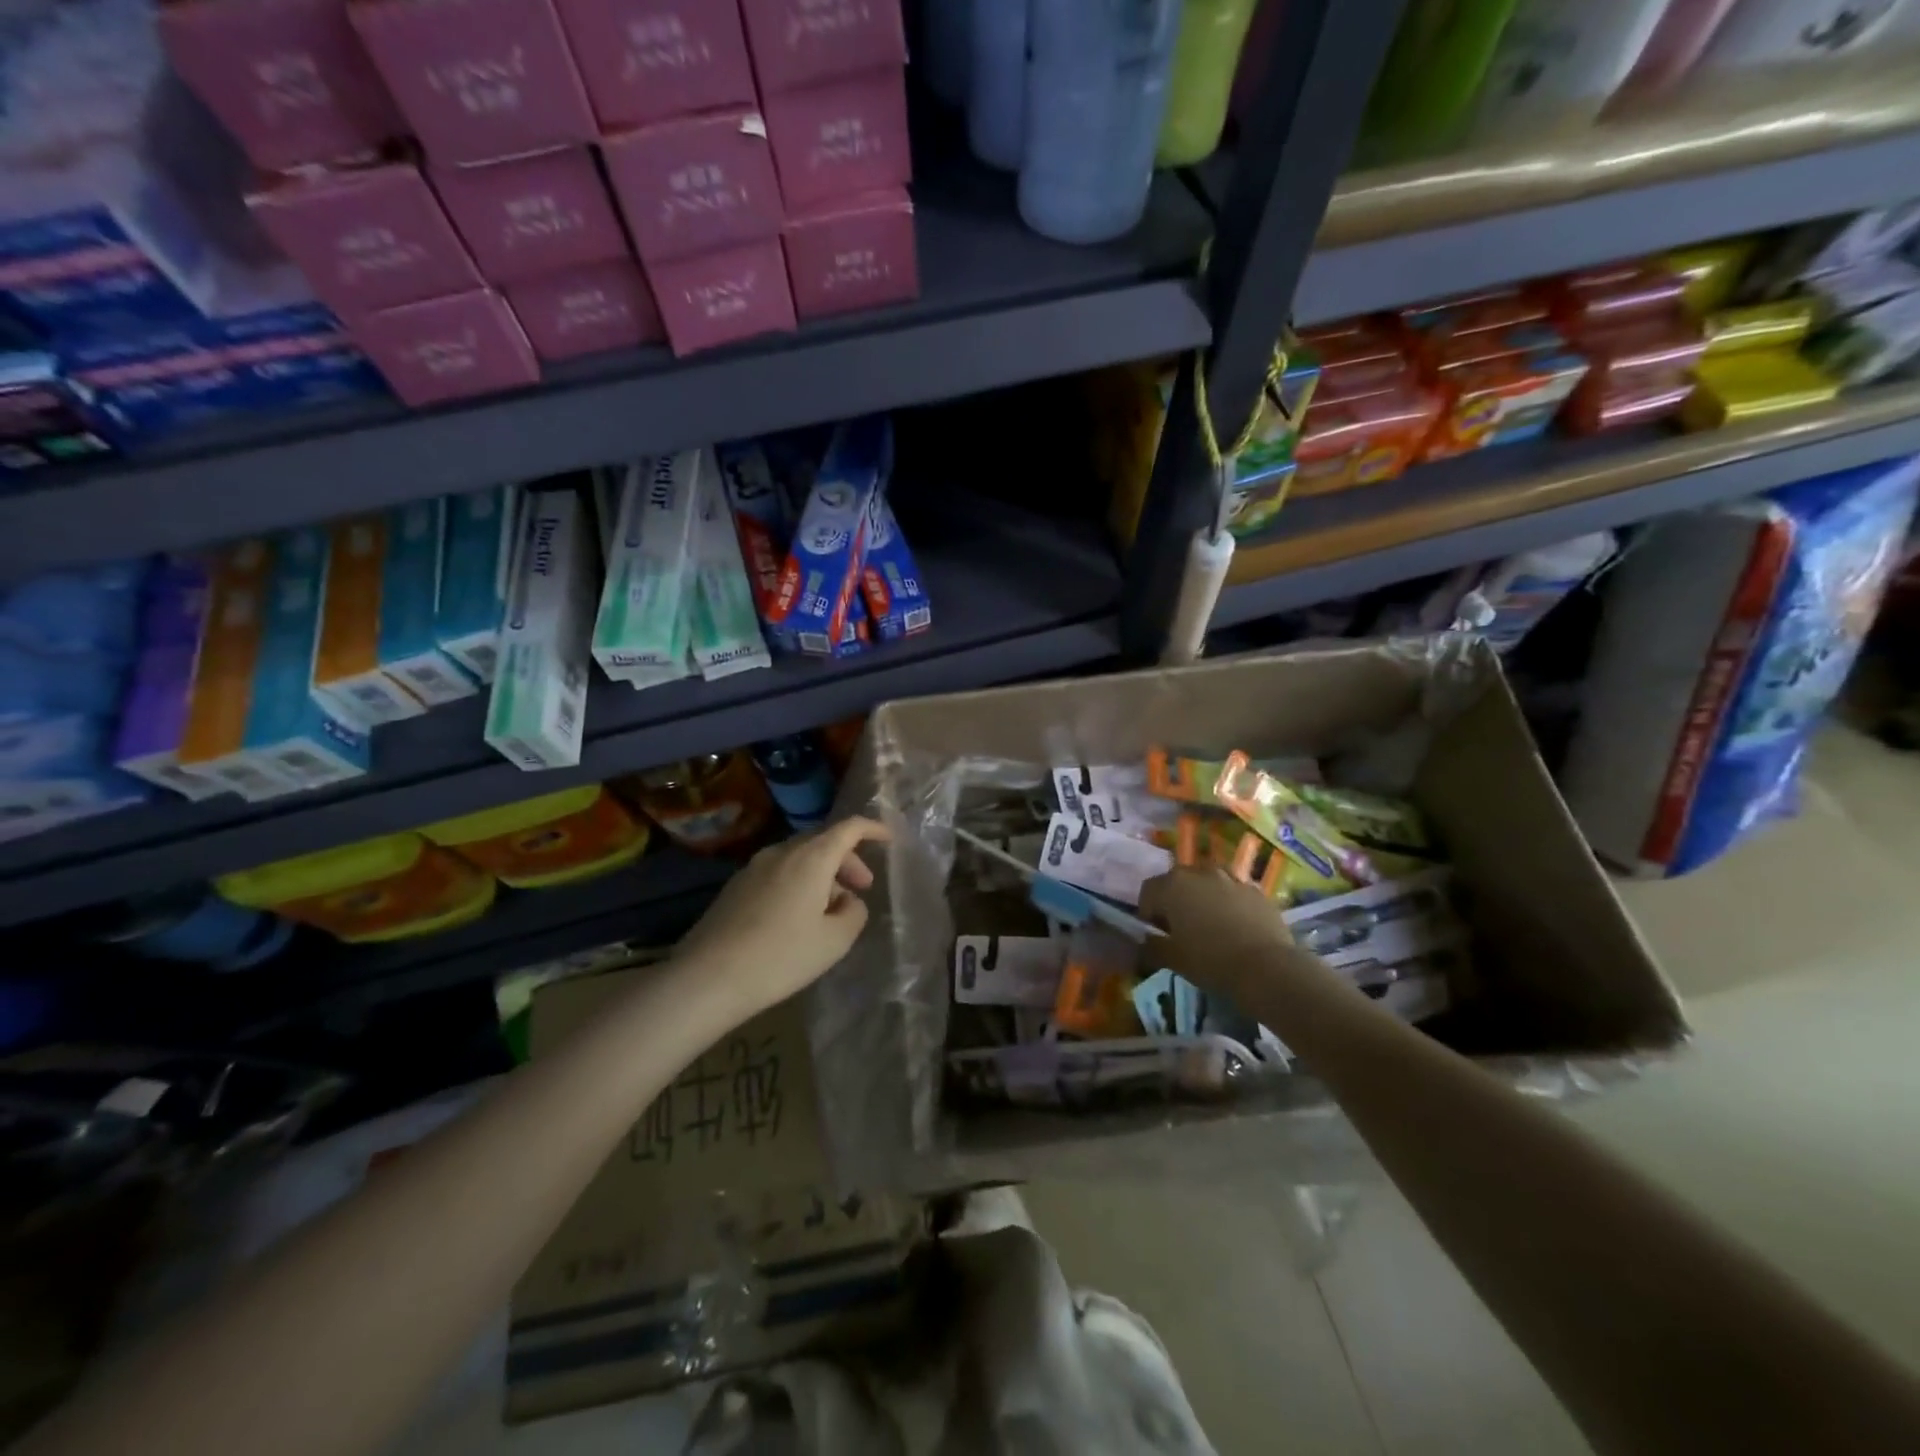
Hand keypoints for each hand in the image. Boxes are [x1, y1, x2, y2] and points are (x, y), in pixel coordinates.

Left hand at [675, 817, 890, 1022]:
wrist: (708, 977)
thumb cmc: (781, 956)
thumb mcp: (834, 941)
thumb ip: (853, 913)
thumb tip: (848, 900)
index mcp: (811, 858)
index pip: (848, 828)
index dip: (872, 829)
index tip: (888, 840)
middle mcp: (782, 852)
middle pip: (822, 841)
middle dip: (847, 860)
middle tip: (862, 888)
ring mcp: (754, 867)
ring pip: (799, 858)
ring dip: (821, 874)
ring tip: (830, 909)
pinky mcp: (735, 886)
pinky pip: (778, 873)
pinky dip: (798, 883)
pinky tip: (796, 917)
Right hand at [1137, 865, 1306, 1003]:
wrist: (1266, 968)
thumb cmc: (1210, 960)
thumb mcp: (1173, 959)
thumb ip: (1151, 946)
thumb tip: (1144, 942)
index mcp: (1172, 885)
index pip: (1148, 892)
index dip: (1148, 913)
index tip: (1157, 934)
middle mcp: (1199, 872)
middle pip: (1178, 882)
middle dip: (1175, 901)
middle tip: (1181, 930)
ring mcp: (1231, 878)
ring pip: (1207, 883)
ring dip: (1203, 898)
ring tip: (1210, 926)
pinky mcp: (1256, 889)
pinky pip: (1233, 892)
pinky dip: (1229, 903)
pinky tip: (1236, 928)